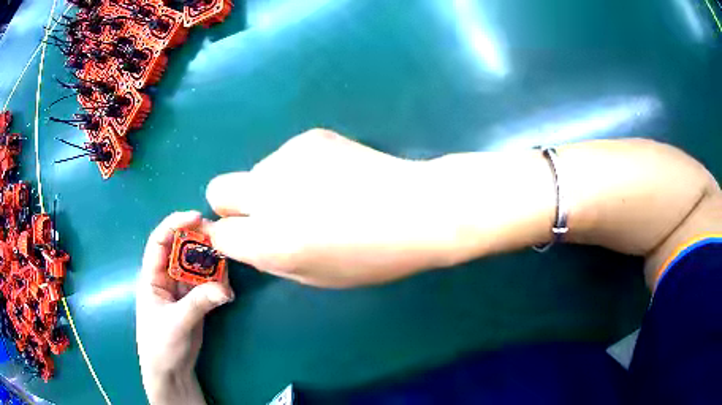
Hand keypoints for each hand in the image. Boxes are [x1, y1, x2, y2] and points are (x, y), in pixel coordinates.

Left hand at [136, 211, 234, 404]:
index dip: (175, 224)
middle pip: (181, 248)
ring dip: (212, 262)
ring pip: (197, 265)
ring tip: (228, 263)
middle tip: (221, 238)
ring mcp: (181, 289)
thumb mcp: (176, 322)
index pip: (160, 240)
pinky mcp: (195, 301)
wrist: (170, 371)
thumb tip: (226, 289)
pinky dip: (218, 282)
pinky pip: (207, 284)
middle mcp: (166, 277)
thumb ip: (199, 303)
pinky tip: (227, 288)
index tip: (197, 217)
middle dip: (199, 240)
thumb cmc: (161, 345)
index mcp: (152, 276)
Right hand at [205, 129, 473, 287]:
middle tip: (265, 215)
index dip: (229, 237)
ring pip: (256, 172)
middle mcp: (269, 194)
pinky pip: (285, 157)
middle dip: (231, 205)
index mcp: (270, 241)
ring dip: (272, 186)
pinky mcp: (310, 137)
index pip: (219, 233)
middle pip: (218, 189)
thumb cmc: (374, 256)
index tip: (244, 238)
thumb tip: (247, 239)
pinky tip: (333, 177)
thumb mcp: (317, 276)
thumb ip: (271, 258)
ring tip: (317, 195)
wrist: (419, 208)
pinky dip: (296, 169)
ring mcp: (288, 158)